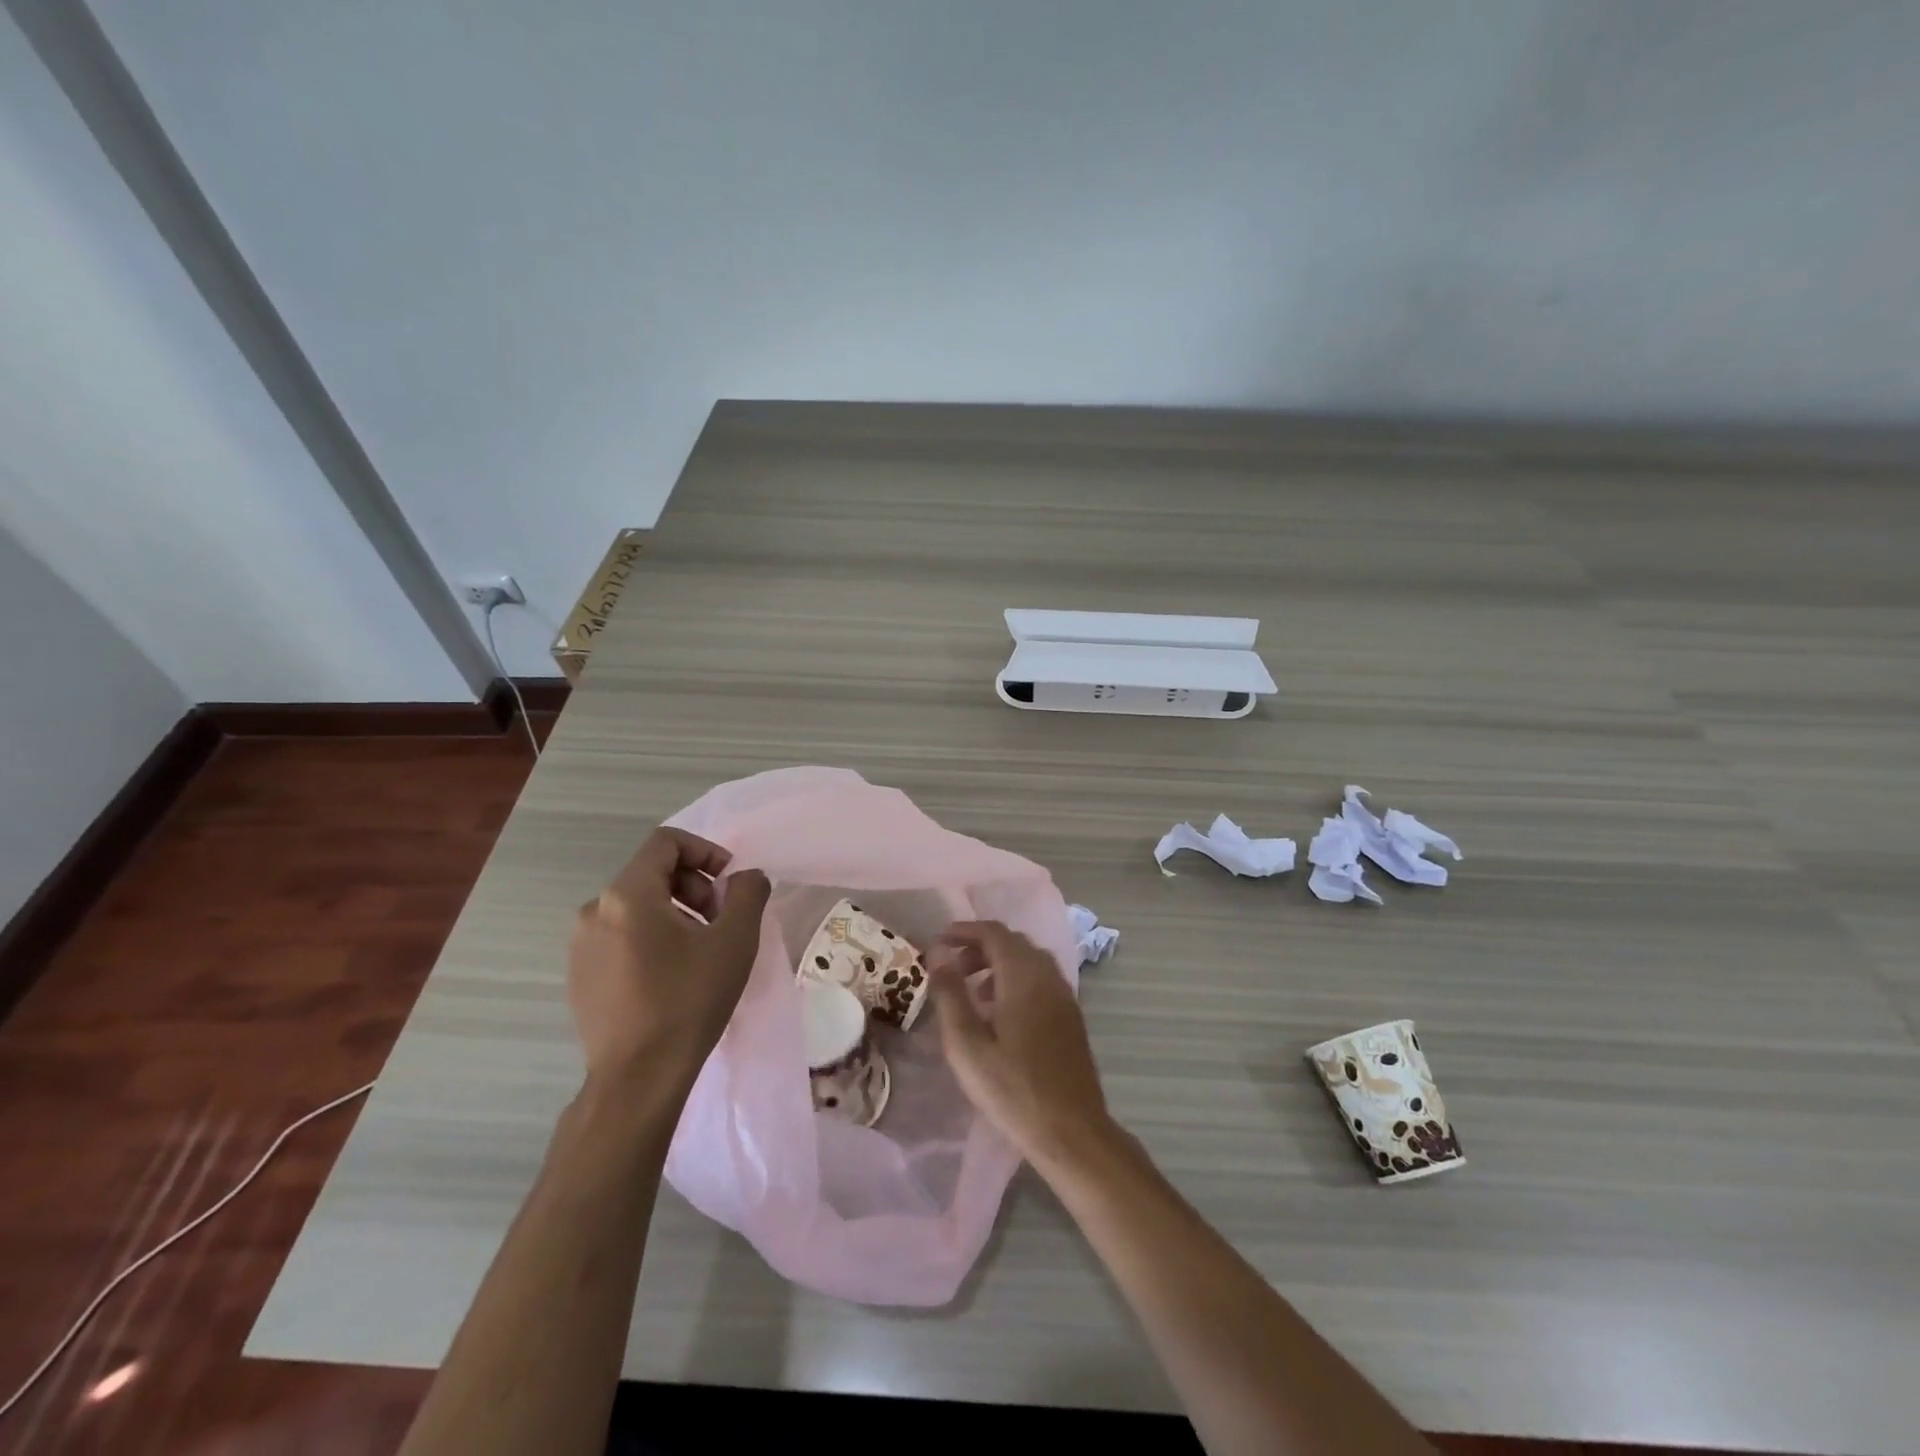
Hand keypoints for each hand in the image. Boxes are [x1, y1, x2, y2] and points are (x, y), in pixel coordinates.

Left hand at [567, 827, 770, 1088]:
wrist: (638, 1080)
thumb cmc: (688, 1001)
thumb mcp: (735, 940)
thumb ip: (748, 893)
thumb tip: (746, 877)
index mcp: (627, 894)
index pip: (666, 843)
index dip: (705, 851)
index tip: (730, 882)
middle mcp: (594, 911)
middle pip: (651, 873)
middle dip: (694, 886)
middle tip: (720, 921)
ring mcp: (580, 945)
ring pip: (636, 907)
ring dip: (675, 913)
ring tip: (701, 950)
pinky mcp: (579, 975)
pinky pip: (620, 936)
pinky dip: (651, 938)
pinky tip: (672, 975)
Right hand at [929, 920, 1111, 1168]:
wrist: (1072, 1131)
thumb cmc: (1012, 1088)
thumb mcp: (967, 1045)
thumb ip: (950, 995)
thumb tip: (938, 956)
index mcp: (1023, 975)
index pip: (994, 932)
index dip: (965, 930)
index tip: (939, 941)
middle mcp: (1048, 975)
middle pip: (1013, 942)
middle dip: (980, 946)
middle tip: (952, 969)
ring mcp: (1064, 995)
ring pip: (1029, 961)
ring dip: (999, 964)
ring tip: (972, 991)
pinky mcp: (1071, 1016)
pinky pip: (1041, 980)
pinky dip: (1016, 980)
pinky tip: (1000, 1013)